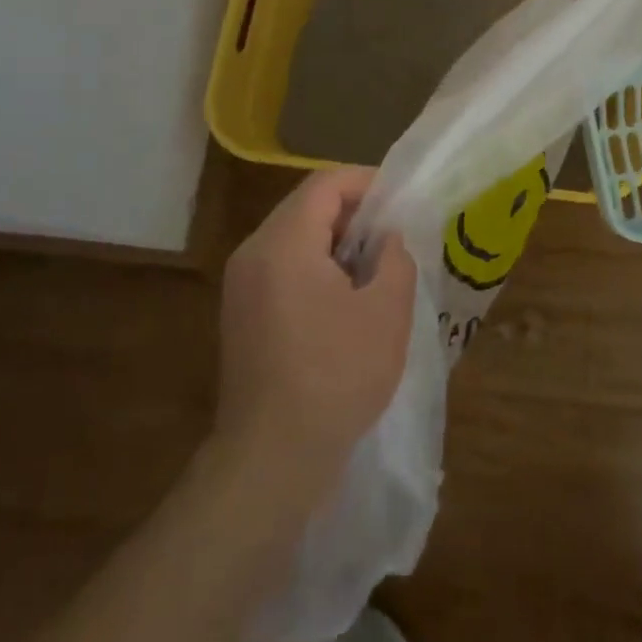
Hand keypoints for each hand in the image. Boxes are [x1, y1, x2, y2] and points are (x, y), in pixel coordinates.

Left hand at [211, 167, 415, 501]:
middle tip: (392, 237)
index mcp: (284, 243)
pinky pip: (282, 267)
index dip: (367, 182)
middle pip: (306, 206)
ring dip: (335, 242)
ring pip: (293, 237)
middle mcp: (253, 253)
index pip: (326, 184)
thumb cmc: (336, 376)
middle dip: (353, 213)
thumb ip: (394, 258)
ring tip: (374, 269)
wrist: (272, 458)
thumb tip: (386, 239)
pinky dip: (315, 266)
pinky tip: (344, 301)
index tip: (401, 202)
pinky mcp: (240, 314)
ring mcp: (240, 285)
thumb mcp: (387, 311)